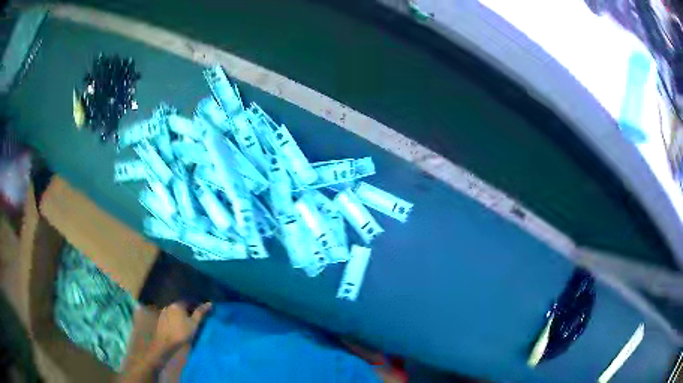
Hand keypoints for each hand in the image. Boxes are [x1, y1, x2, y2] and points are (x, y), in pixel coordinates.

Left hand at [151, 302, 211, 356]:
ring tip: (188, 322)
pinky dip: (177, 318)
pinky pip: (171, 315)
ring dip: (182, 314)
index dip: (197, 305)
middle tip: (197, 317)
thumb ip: (200, 313)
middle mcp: (170, 305)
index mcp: (178, 304)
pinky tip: (179, 325)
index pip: (189, 300)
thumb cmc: (181, 333)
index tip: (203, 311)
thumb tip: (209, 303)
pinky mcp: (162, 318)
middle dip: (189, 310)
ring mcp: (164, 311)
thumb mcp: (194, 324)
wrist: (165, 342)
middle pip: (182, 305)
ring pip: (176, 310)